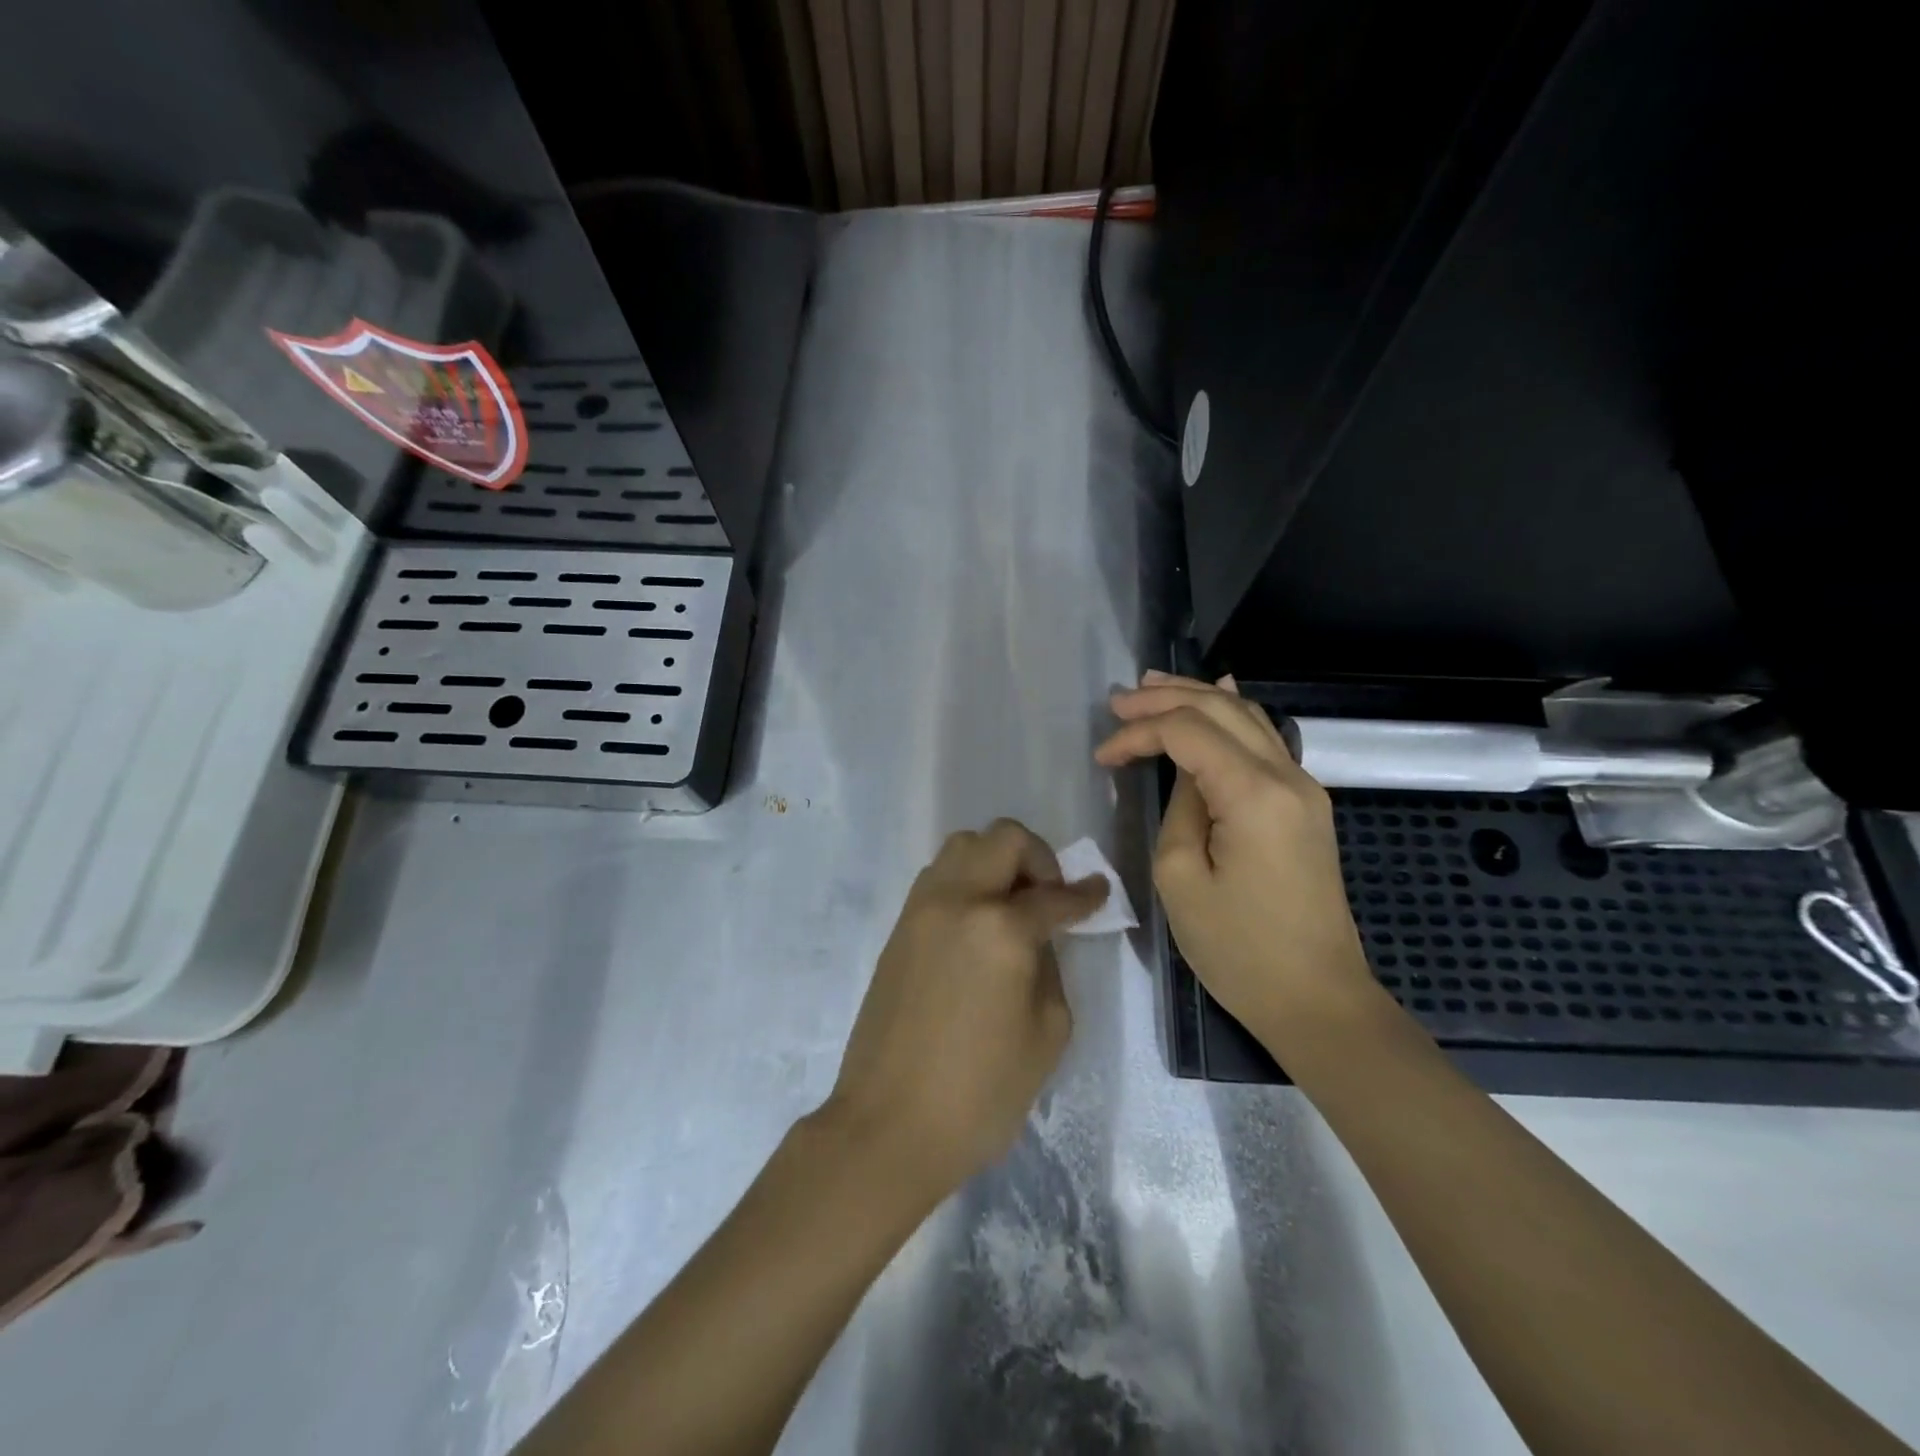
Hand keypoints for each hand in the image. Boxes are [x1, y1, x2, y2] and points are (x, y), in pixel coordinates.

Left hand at [818, 819, 1107, 1202]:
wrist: (890, 1125)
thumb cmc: (980, 1092)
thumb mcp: (1047, 1034)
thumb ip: (1051, 967)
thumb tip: (1038, 938)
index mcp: (1000, 928)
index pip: (1054, 895)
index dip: (1085, 895)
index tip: (1099, 893)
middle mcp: (957, 901)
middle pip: (1003, 838)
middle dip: (1038, 858)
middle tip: (1050, 897)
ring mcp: (921, 910)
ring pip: (963, 846)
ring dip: (996, 861)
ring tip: (1011, 906)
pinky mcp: (898, 928)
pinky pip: (938, 877)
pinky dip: (966, 880)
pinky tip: (978, 923)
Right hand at [1094, 671, 1378, 1048]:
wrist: (1318, 999)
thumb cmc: (1239, 950)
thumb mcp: (1182, 879)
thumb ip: (1179, 809)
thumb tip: (1186, 775)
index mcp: (1254, 794)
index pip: (1187, 732)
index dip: (1138, 732)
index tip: (1102, 757)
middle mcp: (1287, 776)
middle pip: (1222, 709)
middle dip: (1166, 697)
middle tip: (1119, 699)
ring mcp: (1304, 789)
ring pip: (1248, 717)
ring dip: (1199, 697)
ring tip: (1153, 687)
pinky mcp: (1306, 806)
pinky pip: (1265, 741)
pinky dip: (1231, 717)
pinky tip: (1216, 699)